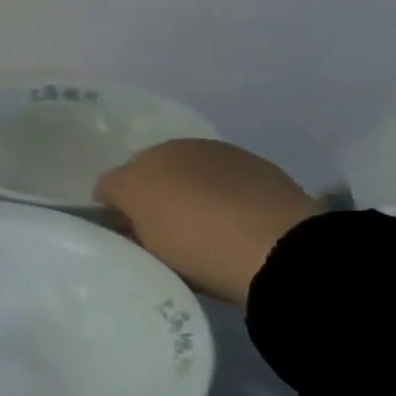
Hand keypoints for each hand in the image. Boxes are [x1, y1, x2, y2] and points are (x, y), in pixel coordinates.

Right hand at [94, 139, 323, 307]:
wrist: (280, 248)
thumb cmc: (194, 240)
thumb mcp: (141, 236)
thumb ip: (124, 216)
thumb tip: (120, 205)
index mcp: (147, 157)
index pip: (116, 180)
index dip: (115, 207)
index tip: (121, 235)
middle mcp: (184, 146)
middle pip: (156, 174)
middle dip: (153, 197)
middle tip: (157, 235)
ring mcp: (228, 158)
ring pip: (194, 178)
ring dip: (191, 197)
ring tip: (199, 234)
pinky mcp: (266, 174)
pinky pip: (230, 190)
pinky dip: (225, 202)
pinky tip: (233, 229)